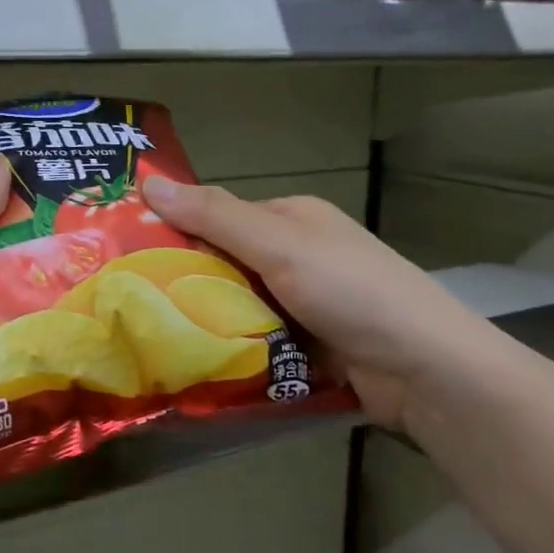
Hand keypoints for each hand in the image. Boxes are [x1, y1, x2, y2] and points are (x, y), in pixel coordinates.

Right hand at [140, 177, 507, 432]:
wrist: (427, 372)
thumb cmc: (353, 292)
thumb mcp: (281, 245)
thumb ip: (215, 216)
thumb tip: (149, 179)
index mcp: (291, 219)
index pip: (218, 216)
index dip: (175, 230)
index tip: (127, 253)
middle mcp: (295, 255)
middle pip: (224, 264)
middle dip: (184, 283)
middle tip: (127, 304)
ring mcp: (303, 304)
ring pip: (235, 306)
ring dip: (204, 322)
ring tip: (145, 339)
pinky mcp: (306, 346)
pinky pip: (253, 341)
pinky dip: (229, 350)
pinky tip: (189, 364)